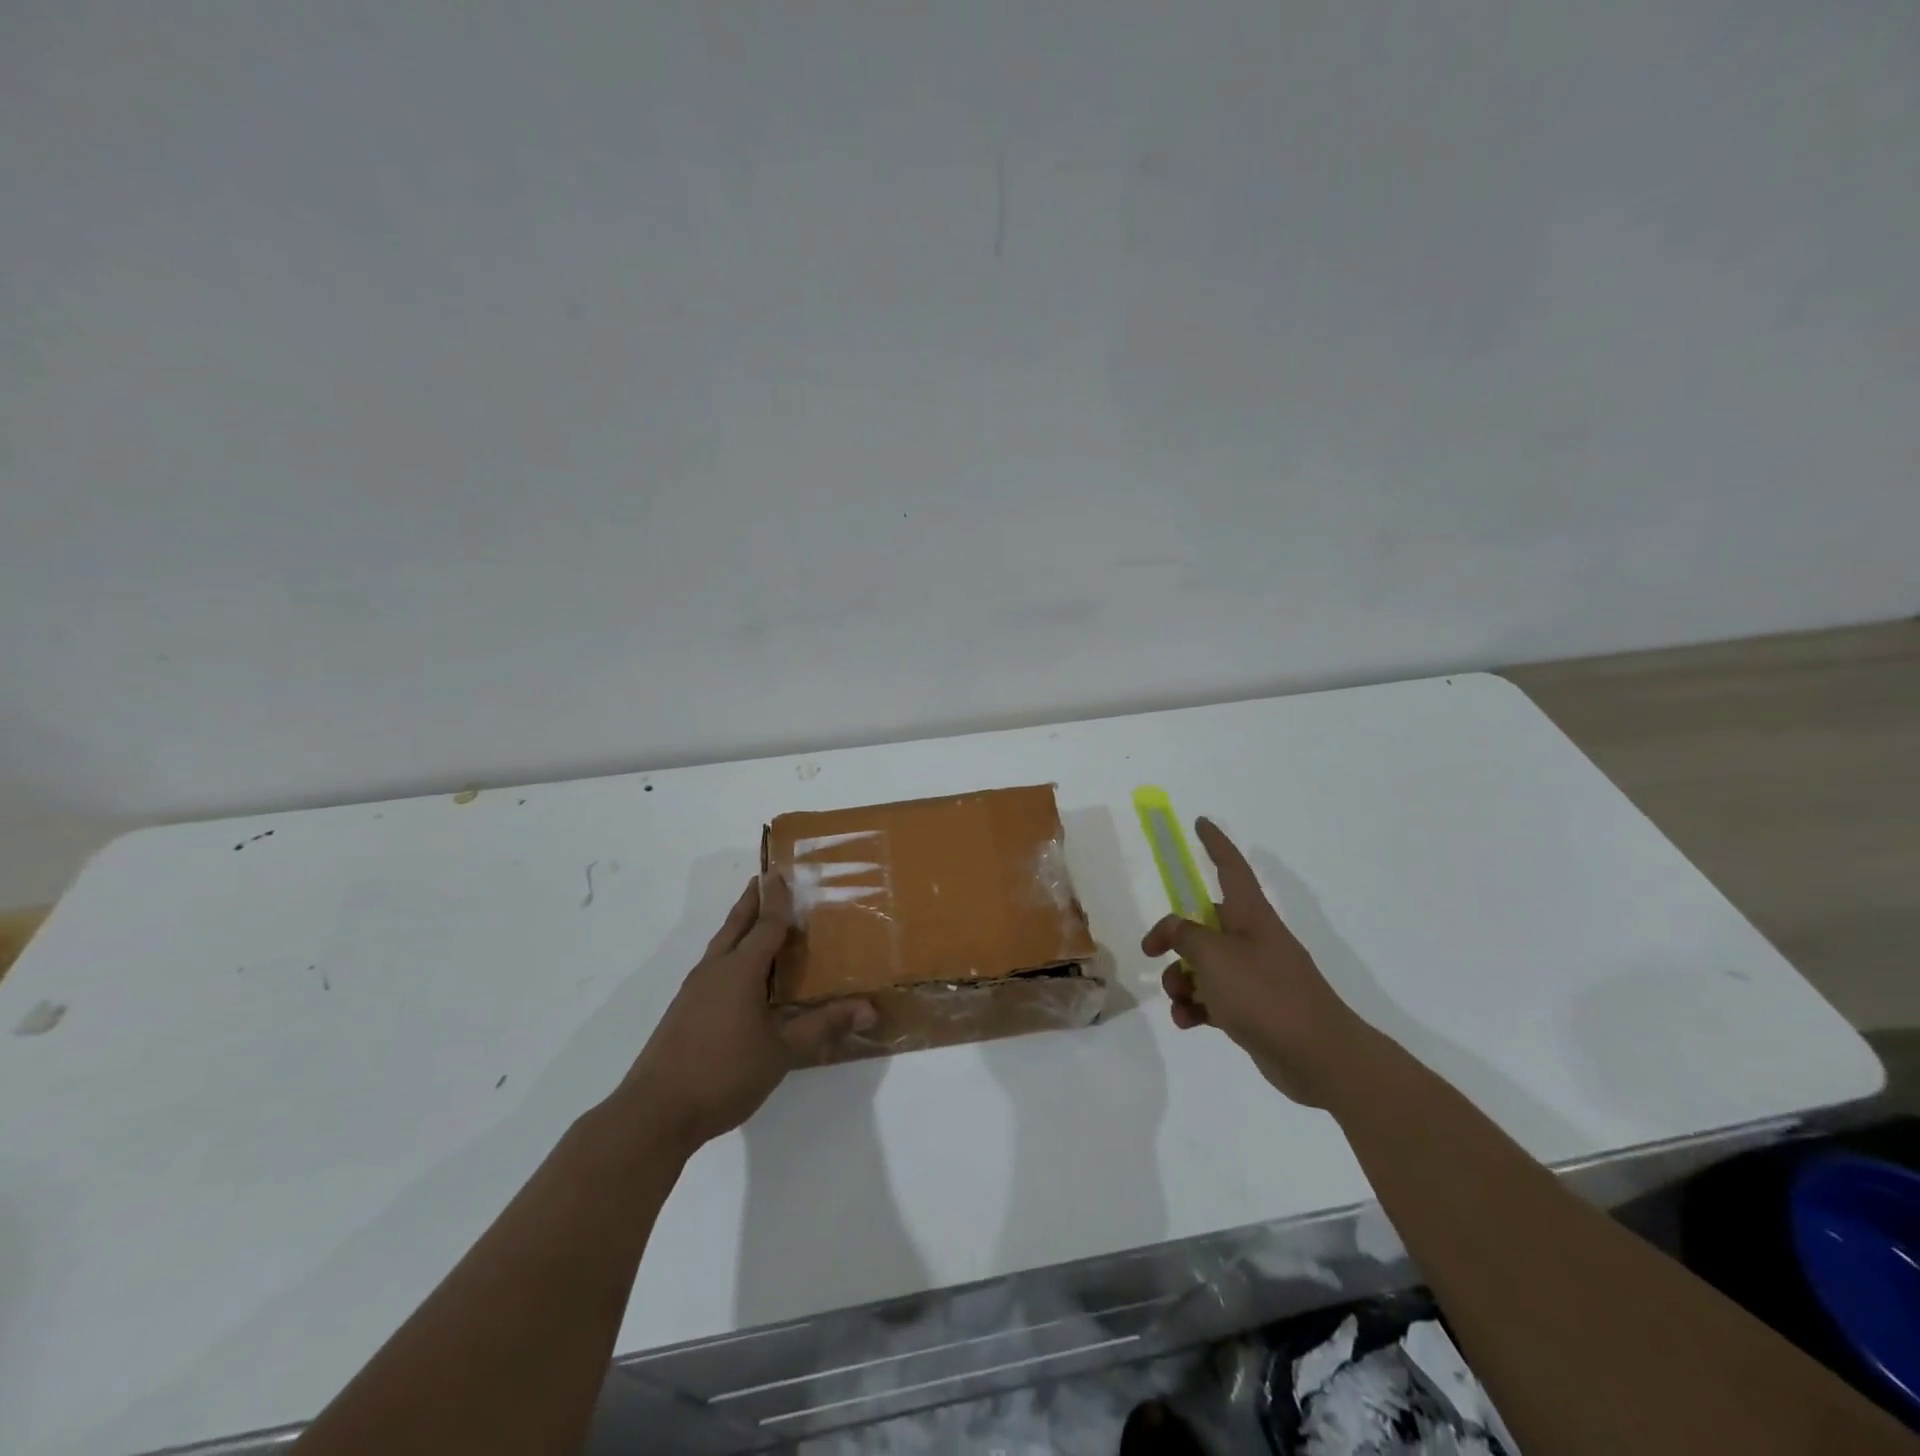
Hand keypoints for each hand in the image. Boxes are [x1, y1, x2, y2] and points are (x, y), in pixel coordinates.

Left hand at [619, 874, 875, 1155]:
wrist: (655, 1112)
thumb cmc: (724, 1074)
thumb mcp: (782, 1051)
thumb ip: (824, 1026)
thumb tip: (869, 1009)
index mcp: (740, 971)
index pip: (765, 925)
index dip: (777, 899)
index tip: (781, 871)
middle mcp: (715, 970)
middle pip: (736, 925)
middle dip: (751, 901)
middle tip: (765, 879)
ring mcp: (694, 991)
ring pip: (720, 946)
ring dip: (738, 926)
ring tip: (754, 919)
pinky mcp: (683, 1011)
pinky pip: (712, 967)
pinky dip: (729, 953)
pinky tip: (738, 974)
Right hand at [1141, 818, 1367, 1106]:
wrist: (1318, 1057)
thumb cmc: (1265, 994)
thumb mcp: (1213, 956)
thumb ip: (1183, 935)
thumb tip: (1171, 931)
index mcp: (1250, 916)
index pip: (1230, 867)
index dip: (1215, 844)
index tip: (1201, 823)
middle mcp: (1252, 940)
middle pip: (1203, 924)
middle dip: (1174, 940)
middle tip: (1154, 953)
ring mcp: (1254, 976)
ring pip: (1203, 965)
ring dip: (1181, 980)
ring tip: (1179, 1001)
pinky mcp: (1252, 1010)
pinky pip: (1212, 998)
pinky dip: (1195, 1007)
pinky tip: (1187, 1022)